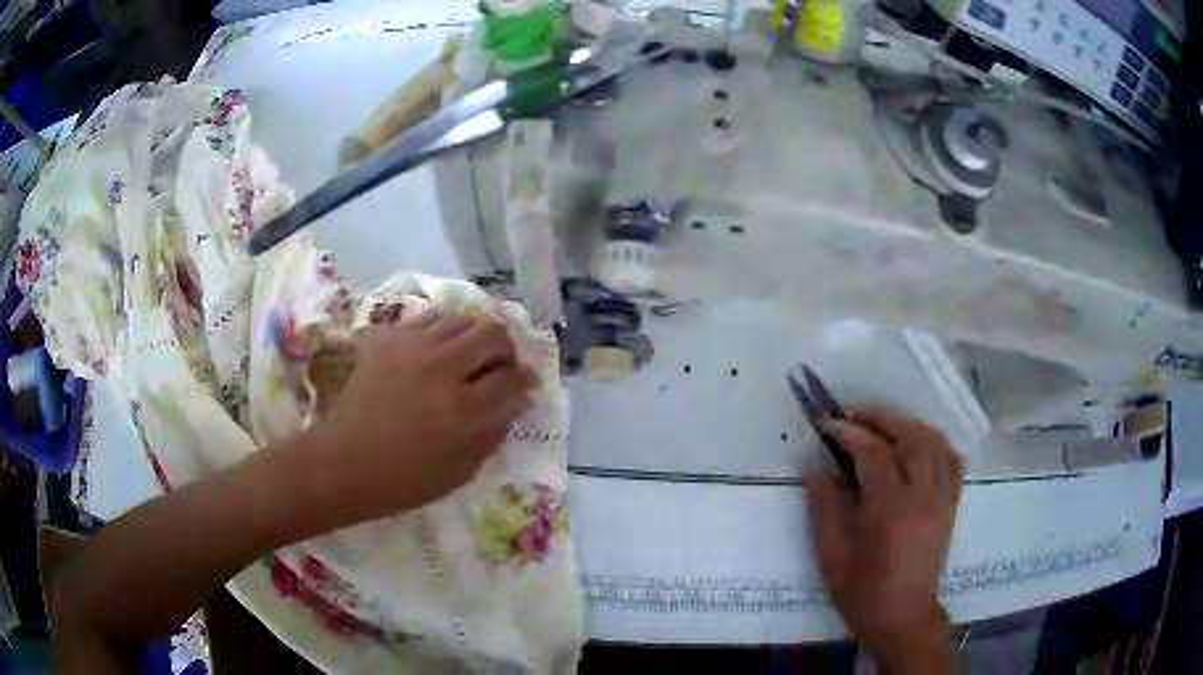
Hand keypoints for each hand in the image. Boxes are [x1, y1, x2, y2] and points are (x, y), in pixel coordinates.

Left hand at [305, 315, 534, 523]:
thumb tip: (513, 401)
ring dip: (472, 338)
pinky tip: (429, 360)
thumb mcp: (462, 470)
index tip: (521, 385)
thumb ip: (493, 433)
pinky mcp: (387, 339)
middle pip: (493, 333)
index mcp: (465, 411)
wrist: (345, 462)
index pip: (512, 378)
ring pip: (461, 319)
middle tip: (497, 366)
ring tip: (464, 358)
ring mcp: (412, 348)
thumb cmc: (405, 479)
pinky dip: (438, 338)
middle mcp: (442, 369)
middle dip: (504, 349)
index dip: (524, 381)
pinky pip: (427, 324)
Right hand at [805, 407, 963, 672]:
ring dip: (909, 425)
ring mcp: (942, 497)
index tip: (828, 424)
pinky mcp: (951, 504)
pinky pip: (953, 460)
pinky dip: (937, 444)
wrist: (902, 616)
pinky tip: (920, 446)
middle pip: (910, 436)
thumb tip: (815, 468)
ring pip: (935, 442)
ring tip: (885, 426)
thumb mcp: (831, 555)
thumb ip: (823, 508)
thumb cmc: (861, 591)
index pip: (873, 453)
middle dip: (881, 418)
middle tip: (855, 416)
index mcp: (890, 508)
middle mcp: (922, 494)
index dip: (849, 433)